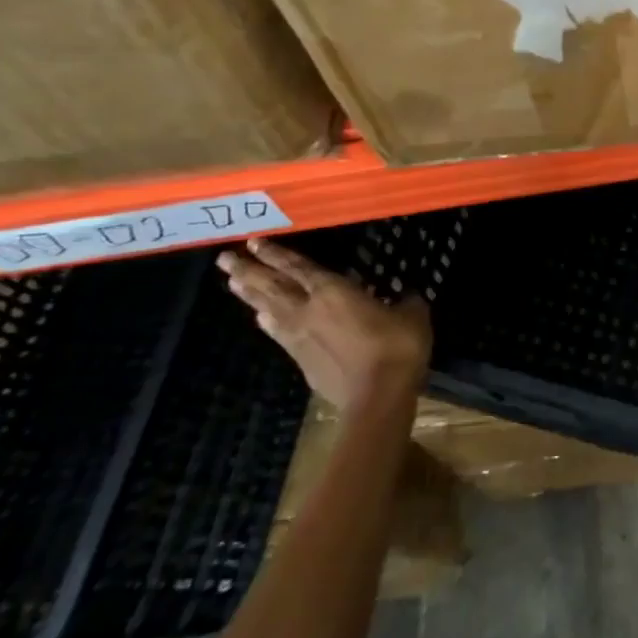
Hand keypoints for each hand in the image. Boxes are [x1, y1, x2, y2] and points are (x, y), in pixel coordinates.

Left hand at [218, 239, 430, 409]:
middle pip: (272, 287)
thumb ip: (404, 301)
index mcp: (334, 291)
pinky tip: (261, 319)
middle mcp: (308, 310)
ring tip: (233, 283)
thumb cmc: (397, 347)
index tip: (254, 241)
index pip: (299, 267)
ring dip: (250, 296)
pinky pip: (278, 333)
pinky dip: (266, 322)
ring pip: (269, 310)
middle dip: (248, 271)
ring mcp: (300, 337)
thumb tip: (406, 295)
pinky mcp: (301, 361)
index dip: (276, 254)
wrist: (378, 395)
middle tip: (225, 259)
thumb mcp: (412, 315)